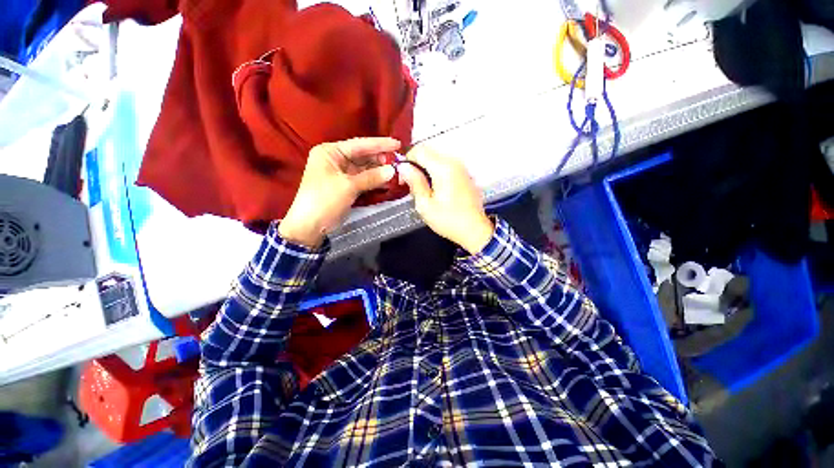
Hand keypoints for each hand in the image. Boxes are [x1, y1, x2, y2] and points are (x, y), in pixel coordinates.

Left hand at [279, 138, 399, 246]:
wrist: (311, 226)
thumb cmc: (325, 200)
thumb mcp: (348, 186)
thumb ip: (371, 177)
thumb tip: (392, 170)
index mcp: (330, 152)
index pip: (359, 144)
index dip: (379, 144)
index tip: (397, 144)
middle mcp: (335, 159)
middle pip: (362, 155)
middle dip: (380, 159)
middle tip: (398, 161)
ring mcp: (341, 173)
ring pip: (364, 168)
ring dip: (378, 170)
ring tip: (395, 171)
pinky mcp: (346, 186)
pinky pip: (363, 179)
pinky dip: (374, 180)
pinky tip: (386, 181)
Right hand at [398, 146, 493, 254]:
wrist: (474, 230)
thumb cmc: (448, 220)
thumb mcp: (425, 204)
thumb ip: (414, 182)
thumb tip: (404, 167)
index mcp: (443, 168)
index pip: (419, 150)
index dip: (407, 161)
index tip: (403, 178)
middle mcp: (454, 163)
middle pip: (428, 153)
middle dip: (416, 165)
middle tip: (411, 185)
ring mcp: (461, 168)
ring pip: (437, 159)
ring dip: (425, 170)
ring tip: (422, 189)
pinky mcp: (465, 175)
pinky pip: (446, 167)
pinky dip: (436, 173)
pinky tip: (435, 190)